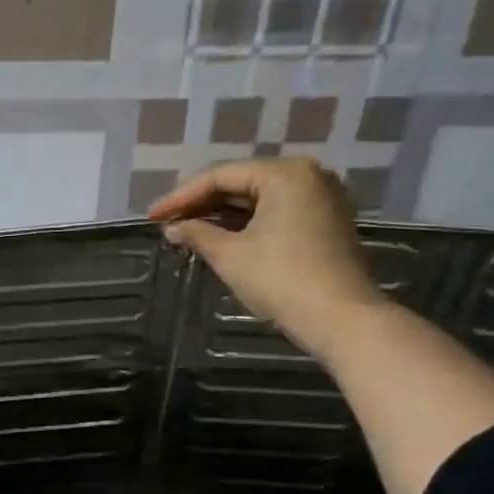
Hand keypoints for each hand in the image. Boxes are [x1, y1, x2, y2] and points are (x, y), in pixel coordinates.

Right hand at [148, 158, 384, 353]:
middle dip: (202, 203)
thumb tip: (172, 228)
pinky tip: (221, 236)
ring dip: (222, 214)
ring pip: (259, 198)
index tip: (152, 217)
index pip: (220, 176)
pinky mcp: (326, 221)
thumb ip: (197, 234)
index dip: (181, 197)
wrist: (341, 319)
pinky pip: (277, 211)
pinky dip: (247, 222)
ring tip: (188, 230)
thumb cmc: (280, 279)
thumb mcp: (230, 255)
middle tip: (168, 222)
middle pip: (241, 182)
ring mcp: (321, 198)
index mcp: (284, 173)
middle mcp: (308, 175)